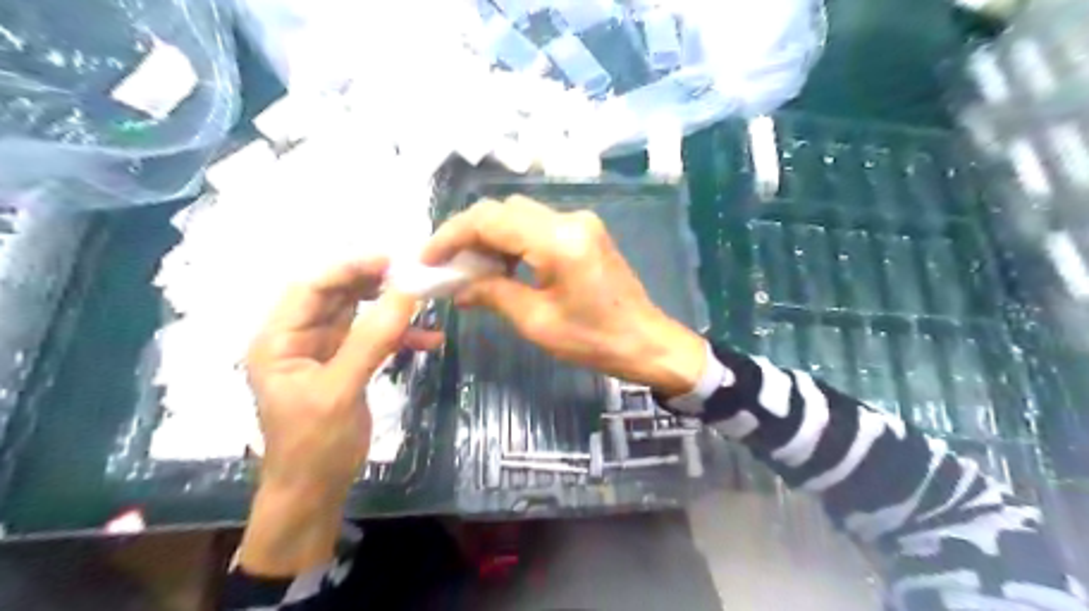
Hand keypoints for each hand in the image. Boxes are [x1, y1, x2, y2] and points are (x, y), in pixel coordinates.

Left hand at [239, 258, 437, 577]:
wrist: (315, 492)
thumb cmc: (314, 446)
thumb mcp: (339, 391)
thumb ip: (372, 340)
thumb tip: (406, 293)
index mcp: (279, 340)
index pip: (310, 287)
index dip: (349, 268)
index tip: (391, 260)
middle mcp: (299, 338)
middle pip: (337, 295)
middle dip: (374, 283)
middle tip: (413, 275)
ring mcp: (325, 351)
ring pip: (359, 314)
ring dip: (391, 308)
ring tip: (425, 301)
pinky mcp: (348, 365)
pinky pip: (375, 339)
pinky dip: (401, 337)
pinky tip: (430, 340)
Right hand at [417, 196, 707, 395]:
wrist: (646, 342)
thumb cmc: (594, 340)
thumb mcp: (537, 321)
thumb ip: (493, 294)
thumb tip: (458, 286)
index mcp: (558, 241)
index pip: (490, 220)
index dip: (452, 235)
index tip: (428, 258)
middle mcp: (570, 220)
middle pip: (504, 211)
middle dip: (469, 234)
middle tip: (447, 266)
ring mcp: (581, 223)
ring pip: (520, 216)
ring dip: (490, 238)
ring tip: (468, 270)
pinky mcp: (585, 233)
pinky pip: (538, 227)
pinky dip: (513, 242)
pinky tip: (500, 267)